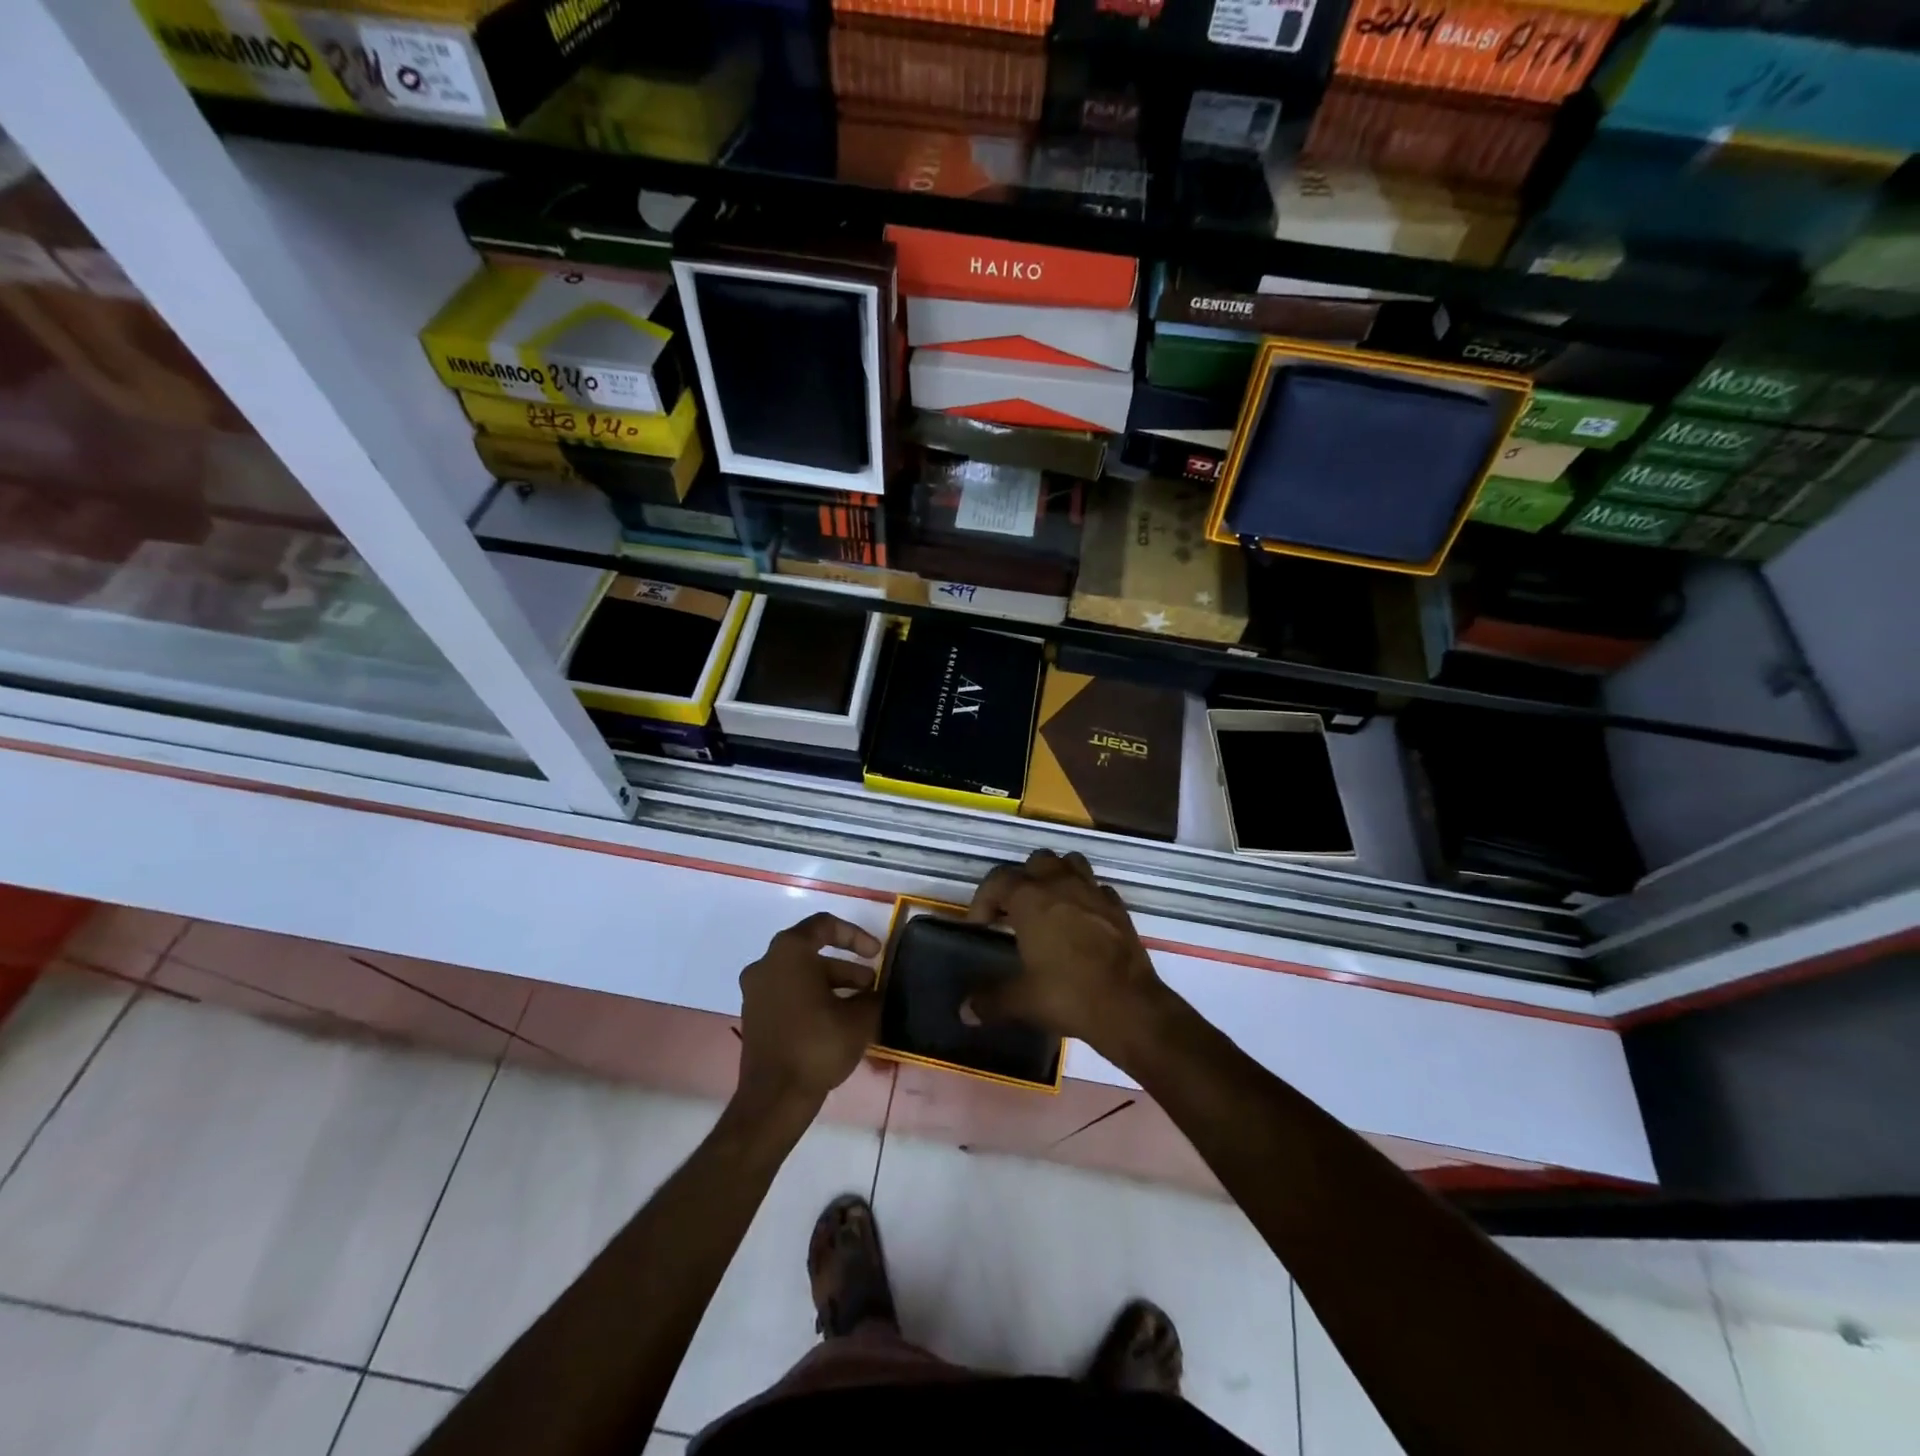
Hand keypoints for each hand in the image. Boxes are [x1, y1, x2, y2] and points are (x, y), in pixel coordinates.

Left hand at [735, 913, 882, 1119]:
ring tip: (861, 1007)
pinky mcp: (754, 1016)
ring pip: (801, 975)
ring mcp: (756, 991)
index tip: (877, 954)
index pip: (825, 925)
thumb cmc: (818, 1045)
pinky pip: (788, 994)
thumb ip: (872, 996)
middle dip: (846, 967)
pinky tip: (837, 1022)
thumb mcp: (859, 1018)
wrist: (774, 1098)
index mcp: (789, 951)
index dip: (856, 935)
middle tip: (872, 986)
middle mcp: (766, 963)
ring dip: (832, 985)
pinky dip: (813, 999)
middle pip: (812, 952)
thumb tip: (874, 992)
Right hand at [965, 850, 1171, 1061]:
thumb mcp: (1022, 1000)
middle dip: (1022, 881)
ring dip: (1056, 877)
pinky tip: (1082, 921)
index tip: (981, 927)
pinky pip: (1097, 888)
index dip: (984, 899)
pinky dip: (1086, 897)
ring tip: (1049, 906)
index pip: (998, 880)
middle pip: (1036, 862)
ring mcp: (1094, 892)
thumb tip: (965, 1012)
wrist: (1128, 1006)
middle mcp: (1061, 885)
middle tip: (1015, 912)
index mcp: (1031, 899)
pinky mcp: (1118, 908)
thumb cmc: (1068, 995)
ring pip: (1071, 863)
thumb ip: (990, 1001)